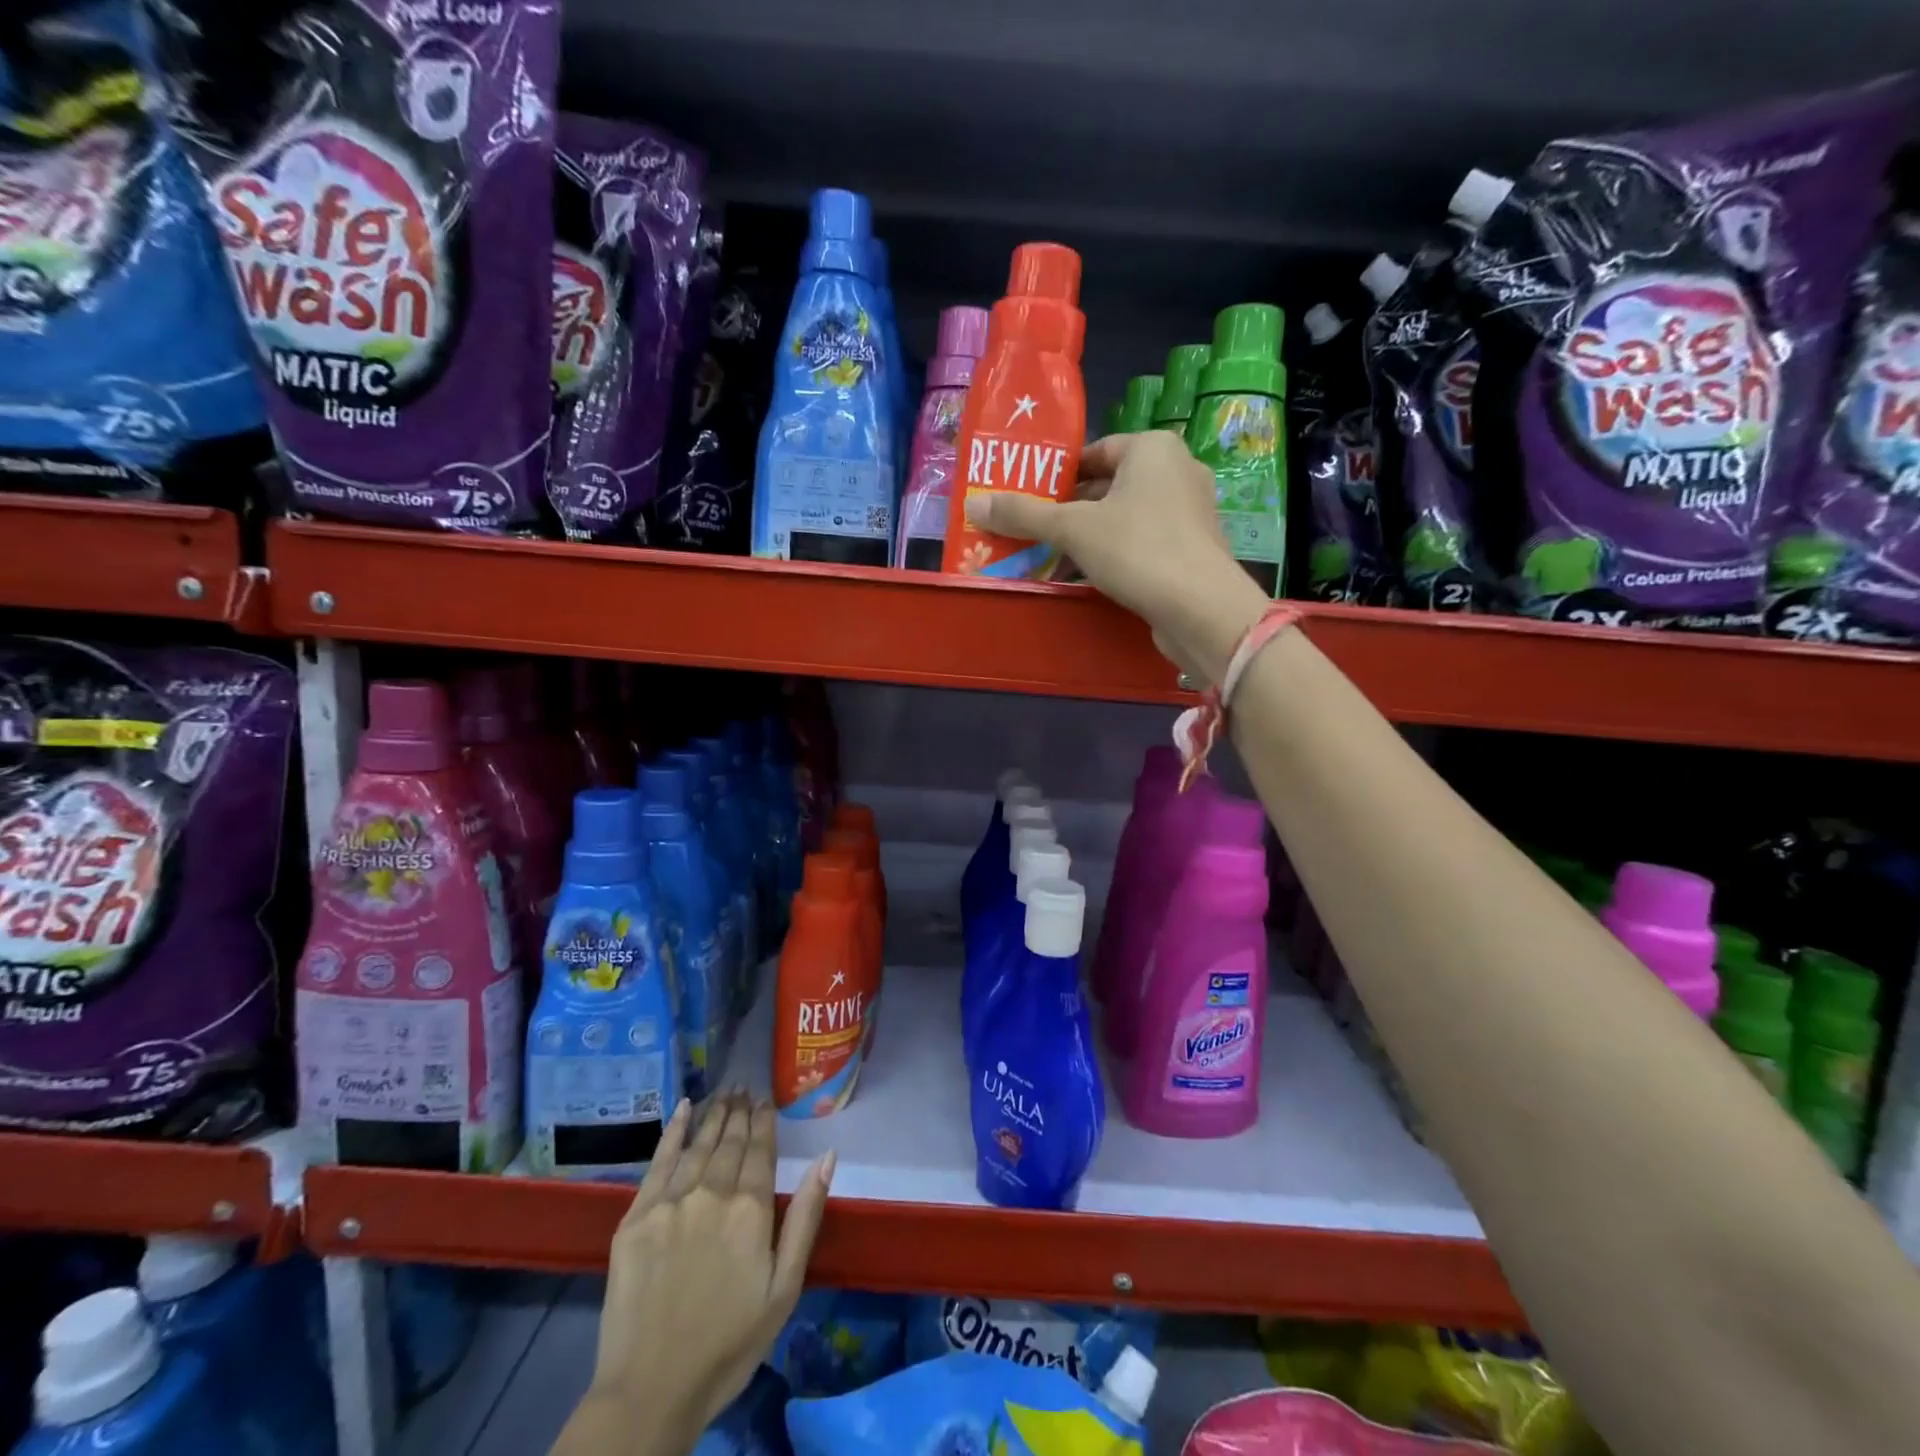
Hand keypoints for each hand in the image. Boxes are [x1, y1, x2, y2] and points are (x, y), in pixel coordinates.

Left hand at [586, 1094, 834, 1445]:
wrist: (650, 1390)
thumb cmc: (729, 1344)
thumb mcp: (784, 1288)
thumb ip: (806, 1217)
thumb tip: (827, 1157)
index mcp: (750, 1209)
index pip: (761, 1150)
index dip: (764, 1122)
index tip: (766, 1101)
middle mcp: (712, 1192)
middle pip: (730, 1142)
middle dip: (740, 1113)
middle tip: (744, 1088)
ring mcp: (670, 1201)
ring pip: (699, 1144)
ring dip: (714, 1116)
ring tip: (724, 1094)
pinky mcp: (636, 1216)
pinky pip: (659, 1161)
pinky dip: (673, 1131)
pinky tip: (684, 1109)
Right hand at [964, 431, 1267, 686]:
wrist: (1200, 607)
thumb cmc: (1136, 549)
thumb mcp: (1071, 529)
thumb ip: (1024, 515)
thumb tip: (973, 505)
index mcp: (1153, 448)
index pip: (1096, 451)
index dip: (1059, 474)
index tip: (1030, 497)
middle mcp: (1178, 471)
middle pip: (1110, 484)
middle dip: (1071, 508)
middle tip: (1033, 529)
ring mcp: (1191, 511)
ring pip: (1126, 516)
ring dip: (1090, 534)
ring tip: (1052, 554)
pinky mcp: (1193, 548)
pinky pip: (1144, 541)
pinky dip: (1116, 553)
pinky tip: (1089, 575)